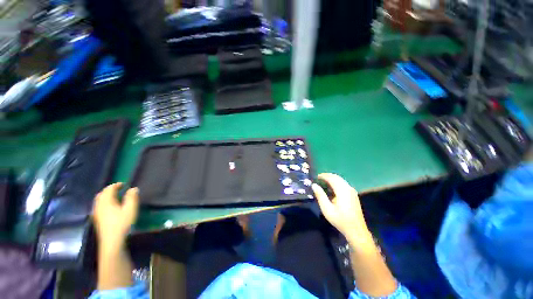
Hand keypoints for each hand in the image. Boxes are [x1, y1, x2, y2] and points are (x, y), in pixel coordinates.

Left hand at [92, 183, 138, 249]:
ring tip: (115, 197)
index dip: (116, 185)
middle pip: (102, 194)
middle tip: (119, 189)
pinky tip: (110, 207)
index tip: (124, 184)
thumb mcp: (130, 209)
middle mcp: (99, 205)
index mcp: (106, 201)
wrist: (112, 241)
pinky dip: (104, 202)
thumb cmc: (122, 223)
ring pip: (99, 200)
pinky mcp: (97, 219)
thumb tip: (133, 188)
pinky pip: (98, 206)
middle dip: (109, 190)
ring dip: (106, 196)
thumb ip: (132, 197)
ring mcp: (96, 213)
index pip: (109, 189)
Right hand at [312, 173, 371, 244]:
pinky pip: (343, 184)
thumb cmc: (340, 220)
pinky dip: (336, 183)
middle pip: (336, 177)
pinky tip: (331, 189)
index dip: (323, 176)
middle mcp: (348, 188)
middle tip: (318, 179)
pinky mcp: (353, 195)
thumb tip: (314, 185)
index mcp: (342, 190)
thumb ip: (320, 195)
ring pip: (340, 180)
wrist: (356, 230)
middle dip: (327, 176)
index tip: (315, 177)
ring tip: (322, 183)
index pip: (331, 178)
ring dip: (331, 179)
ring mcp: (352, 191)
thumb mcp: (327, 209)